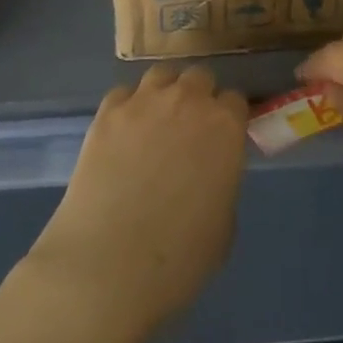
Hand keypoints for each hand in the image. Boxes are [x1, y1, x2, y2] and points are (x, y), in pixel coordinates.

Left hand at [25, 65, 250, 342]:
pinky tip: (123, 135)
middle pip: (199, 77)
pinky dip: (128, 107)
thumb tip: (209, 172)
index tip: (222, 141)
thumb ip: (222, 181)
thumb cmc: (179, 259)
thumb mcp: (224, 224)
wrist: (108, 266)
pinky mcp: (107, 112)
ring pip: (161, 75)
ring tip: (156, 123)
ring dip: (165, 93)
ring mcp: (144, 101)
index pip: (235, 101)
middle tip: (190, 131)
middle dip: (199, 98)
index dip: (230, 120)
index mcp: (225, 126)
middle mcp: (188, 101)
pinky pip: (123, 94)